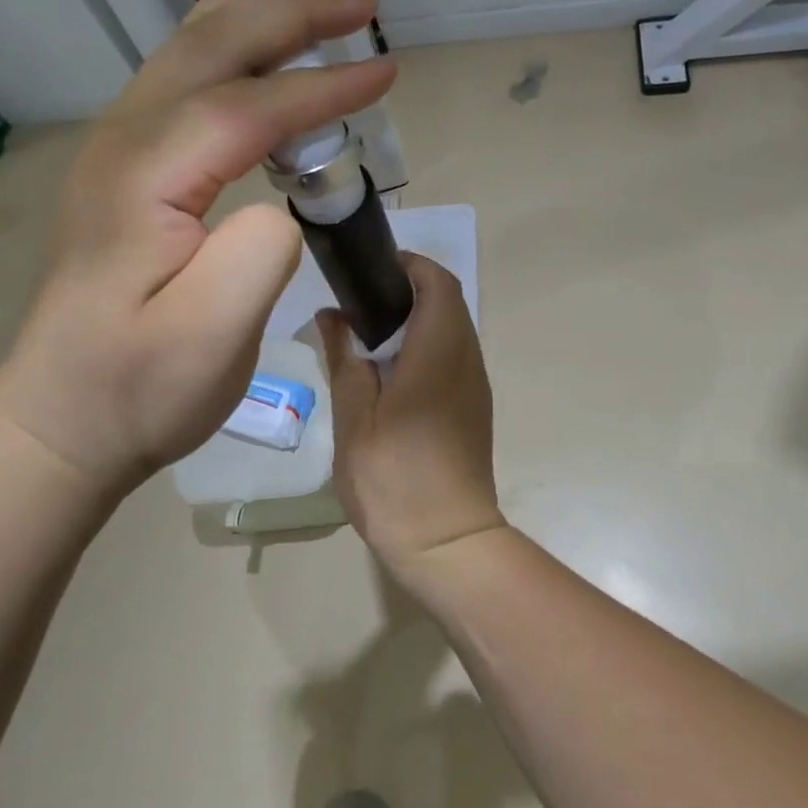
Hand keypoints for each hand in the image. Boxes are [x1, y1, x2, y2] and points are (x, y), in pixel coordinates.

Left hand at [0, 0, 394, 509]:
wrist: (58, 419)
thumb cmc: (135, 391)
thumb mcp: (208, 342)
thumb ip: (258, 257)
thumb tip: (285, 201)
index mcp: (145, 177)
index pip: (247, 108)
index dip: (321, 86)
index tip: (386, 74)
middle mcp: (124, 144)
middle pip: (212, 51)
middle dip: (291, 16)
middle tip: (359, 2)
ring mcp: (117, 153)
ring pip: (186, 52)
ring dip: (245, 5)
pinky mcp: (125, 172)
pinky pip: (178, 82)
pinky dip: (219, 42)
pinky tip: (237, 32)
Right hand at [317, 253, 504, 584]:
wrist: (447, 543)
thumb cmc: (394, 479)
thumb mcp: (354, 417)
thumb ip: (344, 359)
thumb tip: (332, 316)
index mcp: (438, 352)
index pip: (438, 282)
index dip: (409, 265)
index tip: (370, 269)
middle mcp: (466, 359)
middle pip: (448, 301)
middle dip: (409, 288)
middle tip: (359, 300)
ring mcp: (475, 385)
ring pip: (453, 328)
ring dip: (418, 318)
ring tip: (368, 333)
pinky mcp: (474, 407)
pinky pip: (454, 355)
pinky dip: (426, 345)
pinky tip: (390, 370)